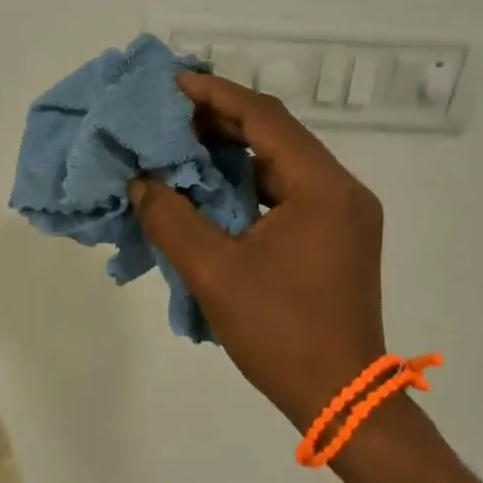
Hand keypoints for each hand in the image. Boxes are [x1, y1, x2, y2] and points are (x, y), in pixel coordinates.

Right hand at [133, 73, 385, 432]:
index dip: (216, 95)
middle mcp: (341, 190)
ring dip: (232, 152)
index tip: (173, 83)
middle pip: (276, 135)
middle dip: (220, 121)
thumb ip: (170, 219)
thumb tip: (140, 182)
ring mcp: (342, 214)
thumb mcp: (214, 272)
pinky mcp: (335, 237)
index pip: (265, 119)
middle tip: (169, 115)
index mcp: (321, 188)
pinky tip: (210, 189)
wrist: (342, 399)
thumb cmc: (280, 332)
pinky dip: (246, 182)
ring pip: (281, 163)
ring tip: (182, 146)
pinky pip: (286, 191)